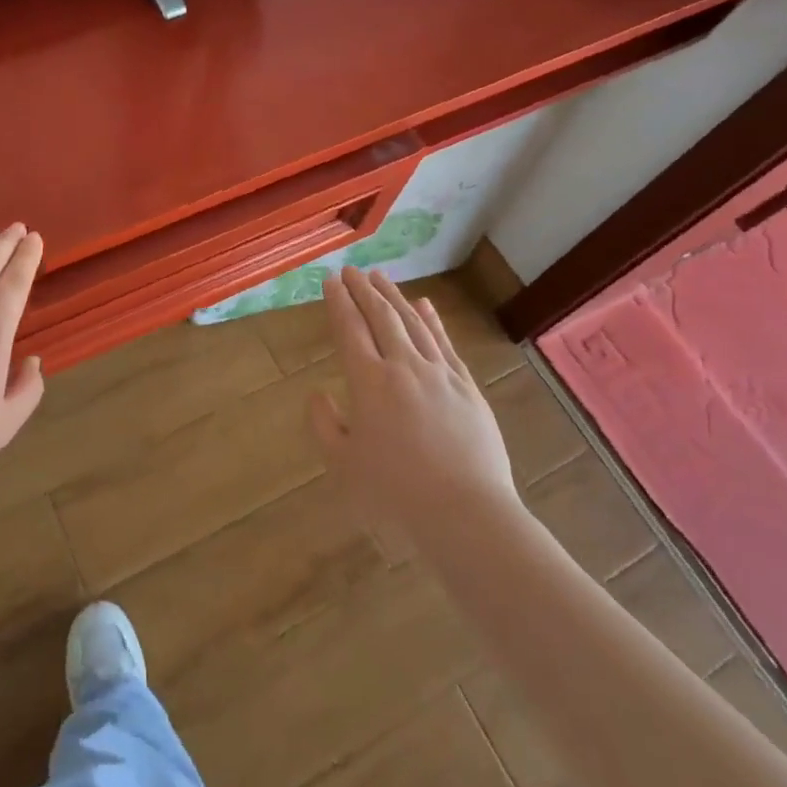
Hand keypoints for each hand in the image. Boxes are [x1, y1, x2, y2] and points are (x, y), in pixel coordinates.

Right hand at [309, 267, 520, 527]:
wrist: (466, 515)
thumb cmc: (395, 495)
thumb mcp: (343, 465)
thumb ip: (325, 425)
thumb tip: (318, 393)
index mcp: (369, 383)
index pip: (350, 330)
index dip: (339, 302)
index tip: (331, 280)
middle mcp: (404, 367)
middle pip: (382, 317)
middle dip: (364, 290)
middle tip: (352, 270)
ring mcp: (440, 374)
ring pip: (414, 323)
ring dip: (394, 297)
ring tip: (381, 277)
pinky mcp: (467, 388)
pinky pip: (445, 343)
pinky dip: (433, 320)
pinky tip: (425, 305)